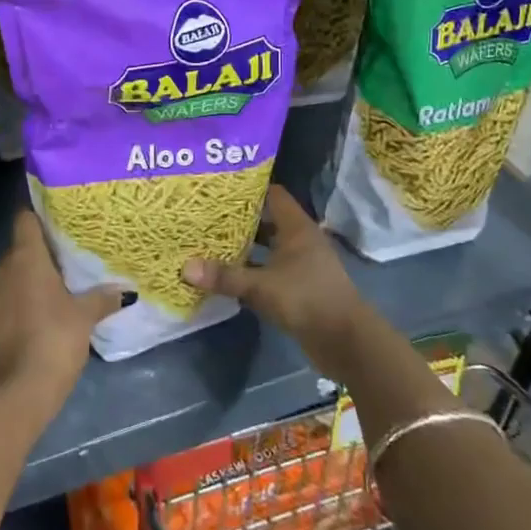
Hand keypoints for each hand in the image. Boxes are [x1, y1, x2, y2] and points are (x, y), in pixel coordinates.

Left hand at [0, 209, 122, 412]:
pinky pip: (3, 303)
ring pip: (9, 278)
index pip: (25, 219)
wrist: (15, 394)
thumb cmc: (53, 340)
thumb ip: (102, 298)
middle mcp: (0, 269)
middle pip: (19, 250)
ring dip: (27, 283)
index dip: (39, 217)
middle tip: (67, 265)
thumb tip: (125, 290)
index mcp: (24, 257)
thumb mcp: (84, 317)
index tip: (58, 223)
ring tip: (55, 294)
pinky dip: (17, 306)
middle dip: (39, 256)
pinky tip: (37, 321)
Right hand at [184, 187, 375, 378]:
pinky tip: (227, 276)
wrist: (345, 341)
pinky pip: (269, 272)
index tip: (219, 187)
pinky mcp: (299, 288)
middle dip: (239, 220)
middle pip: (267, 221)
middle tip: (206, 216)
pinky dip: (251, 272)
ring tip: (209, 243)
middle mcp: (300, 241)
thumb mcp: (261, 286)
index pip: (273, 194)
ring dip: (244, 248)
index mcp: (297, 227)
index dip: (249, 189)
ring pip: (267, 248)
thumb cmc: (306, 299)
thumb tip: (185, 267)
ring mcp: (301, 265)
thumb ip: (225, 277)